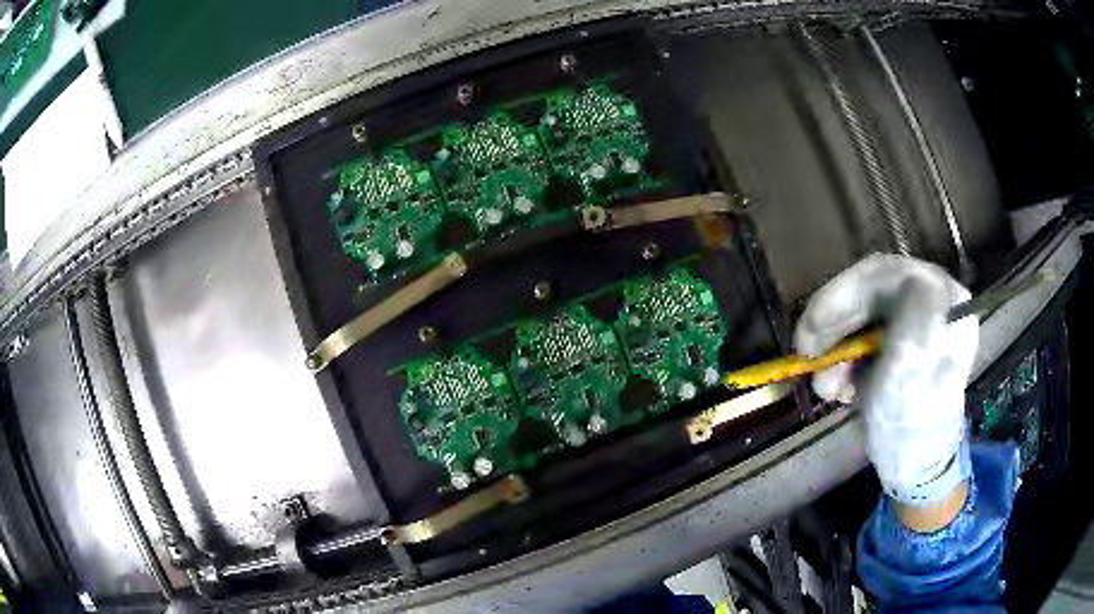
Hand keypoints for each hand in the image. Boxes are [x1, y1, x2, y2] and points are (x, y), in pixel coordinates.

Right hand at [794, 254, 978, 507]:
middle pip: (869, 290)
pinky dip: (842, 360)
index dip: (841, 295)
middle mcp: (930, 301)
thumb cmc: (912, 425)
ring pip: (859, 313)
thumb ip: (916, 323)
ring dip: (834, 349)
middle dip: (834, 327)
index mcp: (944, 300)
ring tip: (826, 389)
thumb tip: (913, 277)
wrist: (913, 467)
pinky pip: (860, 335)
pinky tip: (839, 388)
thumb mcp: (914, 375)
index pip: (886, 273)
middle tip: (806, 358)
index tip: (809, 333)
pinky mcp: (897, 341)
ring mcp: (913, 320)